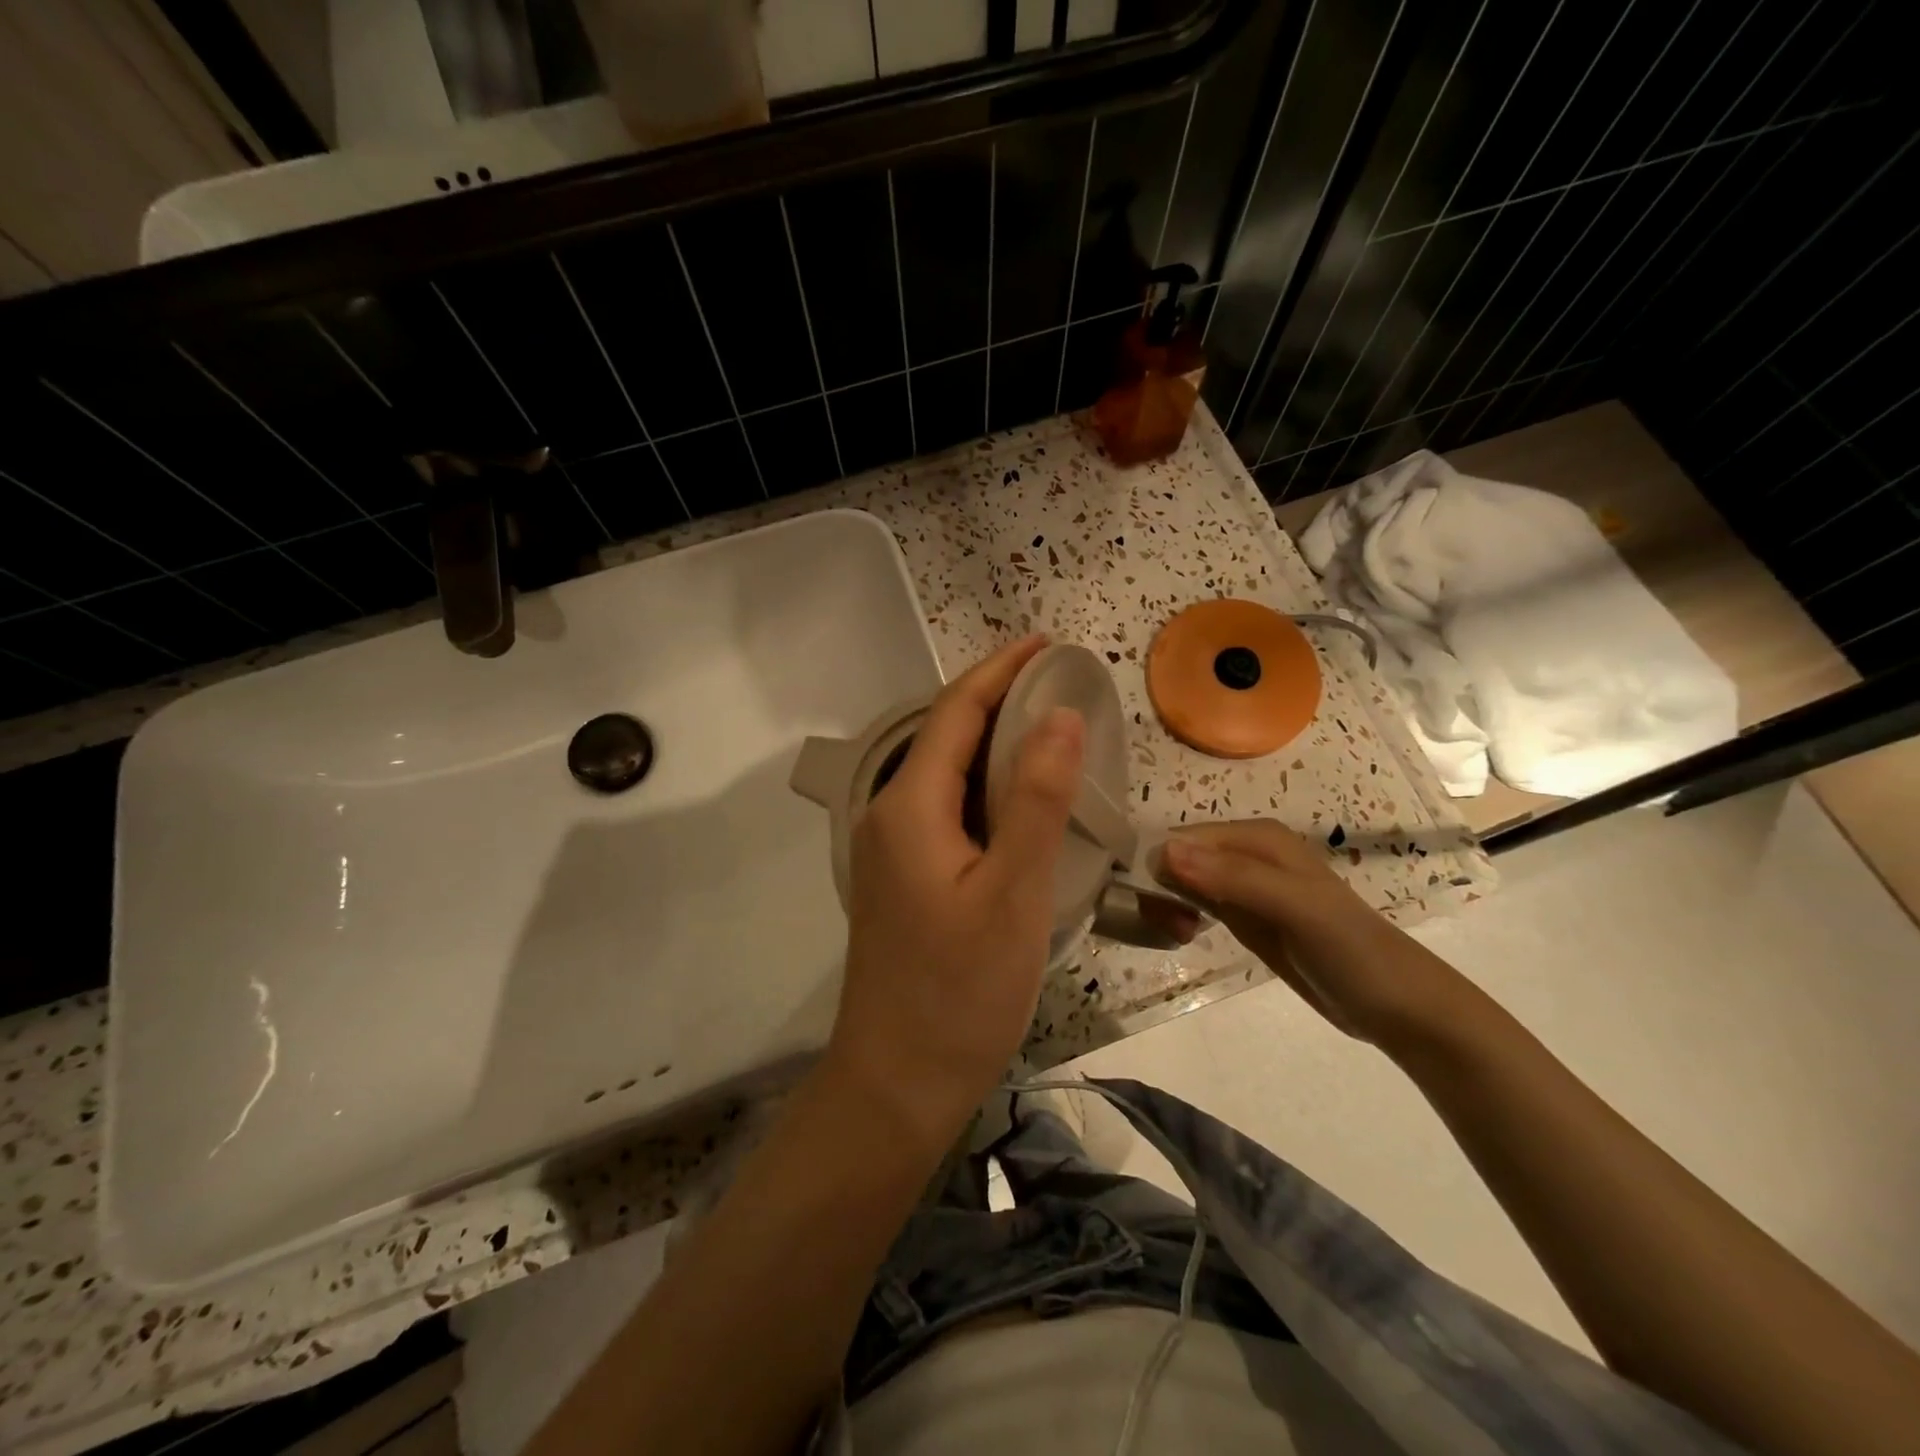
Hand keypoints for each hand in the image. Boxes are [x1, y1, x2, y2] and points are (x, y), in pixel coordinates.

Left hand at [824, 636, 1084, 1148]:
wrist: (899, 1080)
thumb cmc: (960, 990)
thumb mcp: (1013, 892)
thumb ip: (1035, 799)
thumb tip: (1058, 715)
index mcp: (909, 807)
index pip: (955, 712)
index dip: (1000, 671)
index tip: (1046, 643)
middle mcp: (890, 815)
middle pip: (946, 736)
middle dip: (999, 700)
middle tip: (1061, 684)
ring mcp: (893, 849)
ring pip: (947, 775)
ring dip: (994, 744)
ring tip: (1051, 729)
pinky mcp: (905, 878)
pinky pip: (948, 809)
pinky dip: (987, 788)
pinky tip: (1022, 799)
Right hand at [1161, 820, 1458, 1042]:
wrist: (1397, 1007)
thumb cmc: (1352, 950)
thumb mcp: (1296, 908)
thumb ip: (1234, 878)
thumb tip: (1165, 852)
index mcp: (1257, 837)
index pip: (1184, 838)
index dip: (1161, 866)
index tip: (1154, 906)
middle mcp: (1245, 853)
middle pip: (1179, 856)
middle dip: (1161, 886)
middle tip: (1170, 927)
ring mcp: (1243, 886)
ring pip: (1183, 879)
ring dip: (1167, 902)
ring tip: (1178, 934)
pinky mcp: (1243, 916)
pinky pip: (1197, 902)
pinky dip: (1181, 914)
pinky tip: (1182, 933)